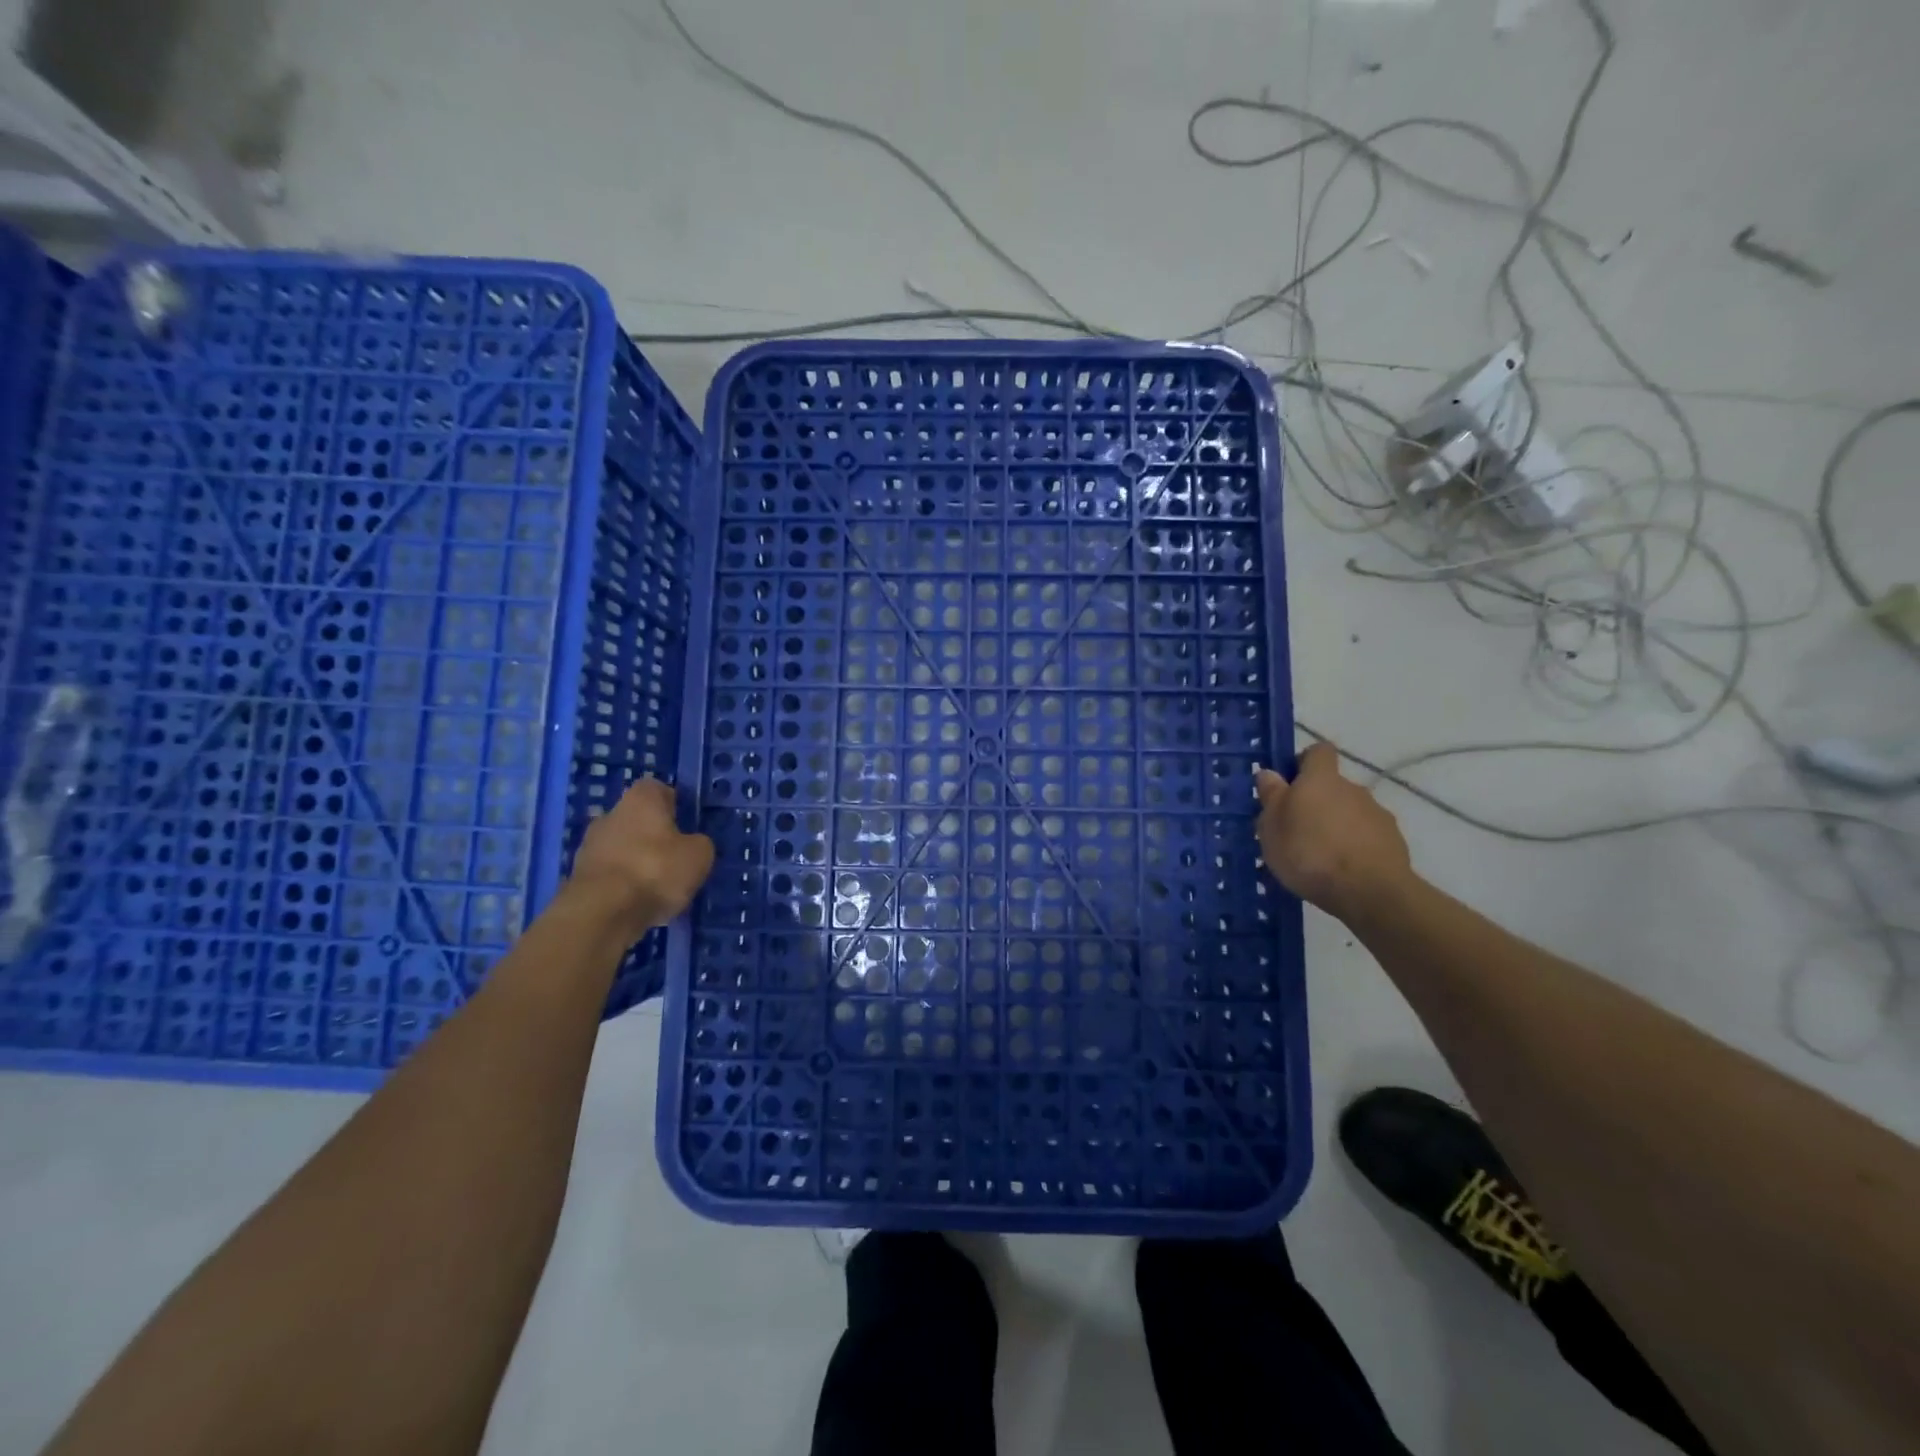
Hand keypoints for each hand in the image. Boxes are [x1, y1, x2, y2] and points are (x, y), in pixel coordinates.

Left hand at [568, 779, 714, 937]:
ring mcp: (589, 845)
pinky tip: (636, 902)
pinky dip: (622, 883)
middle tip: (674, 857)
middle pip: (636, 818)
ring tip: (657, 885)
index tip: (685, 822)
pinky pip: (609, 873)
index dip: (673, 803)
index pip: (657, 789)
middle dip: (653, 834)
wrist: (601, 912)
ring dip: (636, 860)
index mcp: (641, 799)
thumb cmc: (656, 870)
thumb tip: (692, 844)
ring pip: (621, 846)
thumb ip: (699, 843)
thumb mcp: (699, 855)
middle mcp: (610, 814)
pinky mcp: (578, 876)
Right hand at [1255, 744, 1413, 922]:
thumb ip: (1272, 796)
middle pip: (1332, 786)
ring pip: (1350, 812)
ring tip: (1319, 857)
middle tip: (1296, 830)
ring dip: (1336, 825)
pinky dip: (1355, 846)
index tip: (1289, 783)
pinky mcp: (1393, 842)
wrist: (1370, 892)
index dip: (1303, 762)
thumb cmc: (1309, 853)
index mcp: (1321, 779)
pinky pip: (1367, 836)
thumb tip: (1270, 773)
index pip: (1318, 751)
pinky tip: (1342, 870)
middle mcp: (1353, 788)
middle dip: (1316, 802)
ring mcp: (1378, 814)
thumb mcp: (1272, 826)